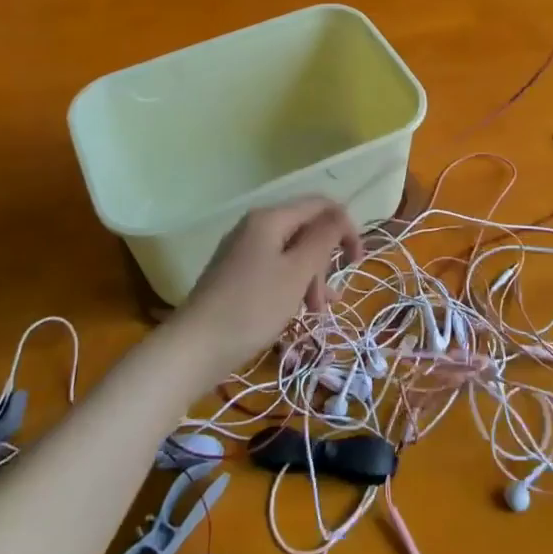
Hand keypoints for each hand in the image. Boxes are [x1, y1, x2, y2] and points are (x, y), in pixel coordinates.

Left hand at [170, 198, 362, 370]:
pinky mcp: (235, 275)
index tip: (358, 260)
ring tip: (317, 312)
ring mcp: (242, 251)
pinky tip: (300, 312)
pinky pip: (275, 270)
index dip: (345, 227)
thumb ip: (323, 238)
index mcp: (270, 219)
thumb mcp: (297, 272)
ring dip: (311, 279)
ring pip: (291, 254)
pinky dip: (292, 287)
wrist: (194, 348)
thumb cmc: (253, 307)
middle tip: (329, 298)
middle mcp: (255, 227)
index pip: (320, 206)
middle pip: (305, 231)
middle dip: (325, 260)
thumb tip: (340, 213)